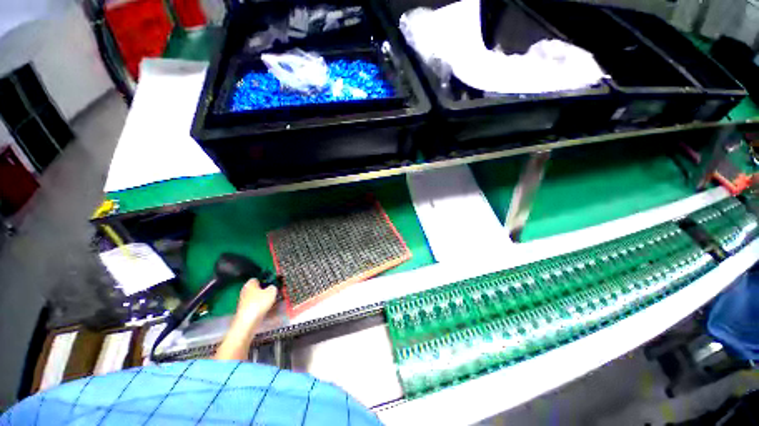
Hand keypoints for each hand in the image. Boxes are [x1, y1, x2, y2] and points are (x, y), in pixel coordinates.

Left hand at [232, 279, 277, 332]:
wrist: (247, 321)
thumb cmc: (259, 303)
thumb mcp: (272, 291)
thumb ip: (273, 287)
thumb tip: (271, 287)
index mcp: (250, 284)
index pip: (257, 279)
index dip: (264, 280)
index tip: (272, 283)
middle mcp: (245, 291)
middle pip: (256, 289)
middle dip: (264, 291)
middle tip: (273, 293)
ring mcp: (243, 302)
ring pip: (256, 298)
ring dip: (263, 299)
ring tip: (272, 302)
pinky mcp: (244, 311)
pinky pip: (255, 306)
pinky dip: (260, 307)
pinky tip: (267, 309)